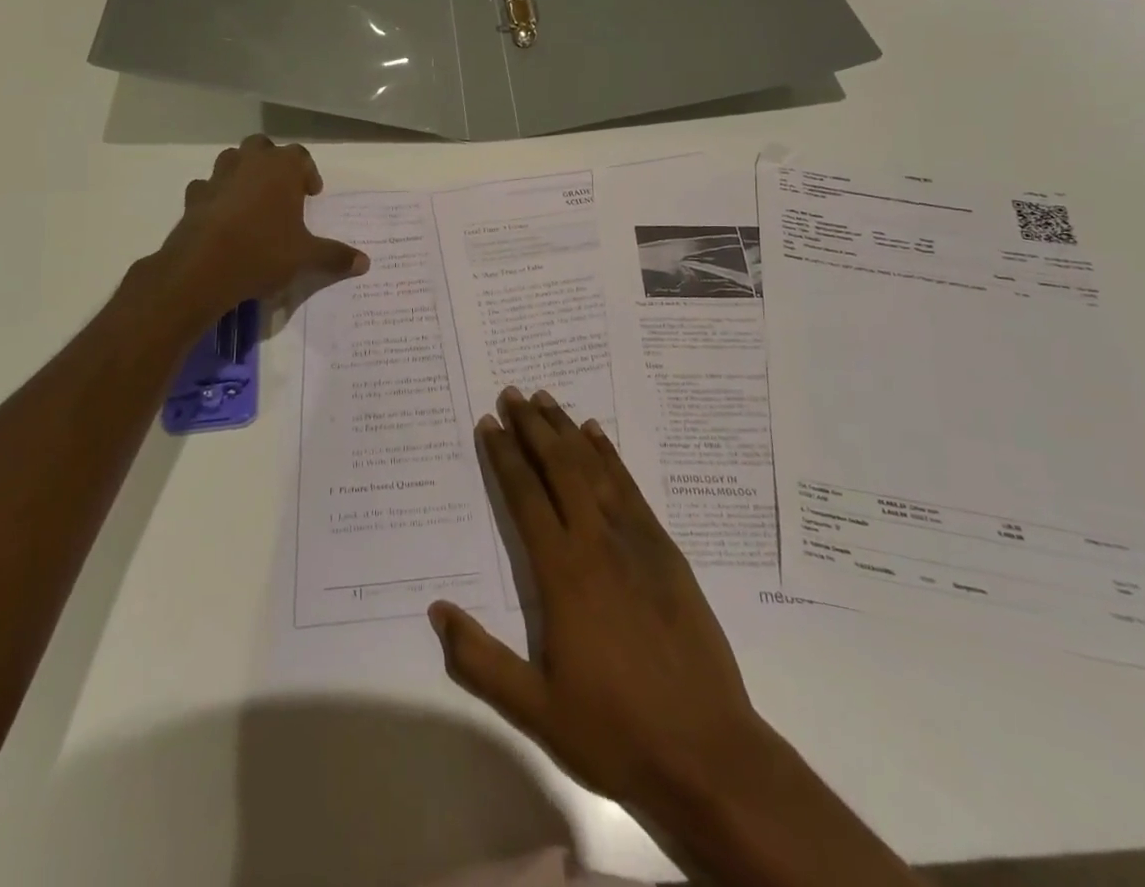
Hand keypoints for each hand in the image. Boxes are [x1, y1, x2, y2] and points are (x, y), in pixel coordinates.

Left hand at [156, 135, 368, 321]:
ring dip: (243, 173)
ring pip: (232, 160)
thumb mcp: (306, 257)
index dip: (308, 173)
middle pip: (262, 147)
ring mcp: (218, 177)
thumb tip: (365, 263)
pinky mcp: (194, 197)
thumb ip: (335, 256)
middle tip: (282, 191)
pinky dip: (216, 196)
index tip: (312, 195)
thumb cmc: (264, 252)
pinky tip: (223, 217)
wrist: (203, 268)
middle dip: (273, 163)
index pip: (300, 156)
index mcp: (282, 168)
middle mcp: (249, 162)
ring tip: (253, 201)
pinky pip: (208, 187)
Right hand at [427, 389, 774, 817]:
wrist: (708, 752)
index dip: (504, 456)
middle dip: (533, 427)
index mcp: (562, 573)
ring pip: (594, 468)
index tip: (489, 423)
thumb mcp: (535, 710)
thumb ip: (480, 661)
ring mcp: (636, 541)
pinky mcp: (666, 550)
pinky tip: (597, 435)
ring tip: (547, 399)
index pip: (525, 497)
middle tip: (513, 393)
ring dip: (568, 430)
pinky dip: (610, 455)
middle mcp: (597, 542)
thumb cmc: (615, 731)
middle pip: (559, 467)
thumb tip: (437, 611)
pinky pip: (630, 487)